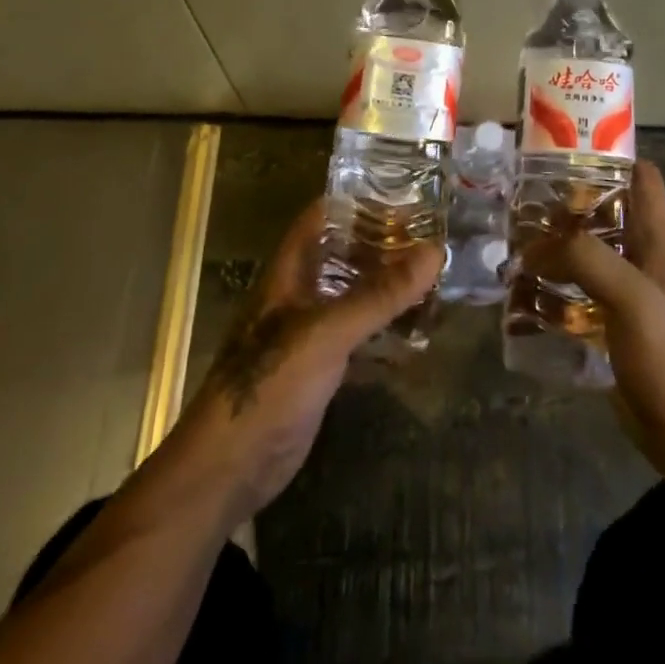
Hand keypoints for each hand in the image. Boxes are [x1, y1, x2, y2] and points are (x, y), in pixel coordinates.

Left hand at [167, 200, 440, 525]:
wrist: (229, 469)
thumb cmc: (269, 384)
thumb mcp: (327, 333)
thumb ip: (380, 295)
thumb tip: (435, 251)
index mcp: (291, 271)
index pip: (324, 217)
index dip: (359, 201)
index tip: (406, 194)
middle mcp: (300, 293)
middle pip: (345, 254)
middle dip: (385, 245)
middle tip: (434, 237)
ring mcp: (309, 332)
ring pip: (355, 295)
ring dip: (388, 288)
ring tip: (435, 278)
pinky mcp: (320, 369)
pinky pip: (359, 336)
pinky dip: (385, 330)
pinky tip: (418, 331)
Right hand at [524, 160, 664, 481]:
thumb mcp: (631, 297)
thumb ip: (587, 259)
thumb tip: (534, 246)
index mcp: (659, 240)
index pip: (643, 177)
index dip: (610, 157)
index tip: (565, 153)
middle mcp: (644, 258)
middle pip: (607, 211)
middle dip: (568, 203)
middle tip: (523, 200)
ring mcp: (629, 292)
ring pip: (590, 251)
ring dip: (556, 246)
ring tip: (514, 241)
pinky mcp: (613, 324)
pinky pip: (579, 291)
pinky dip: (554, 286)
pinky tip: (523, 291)